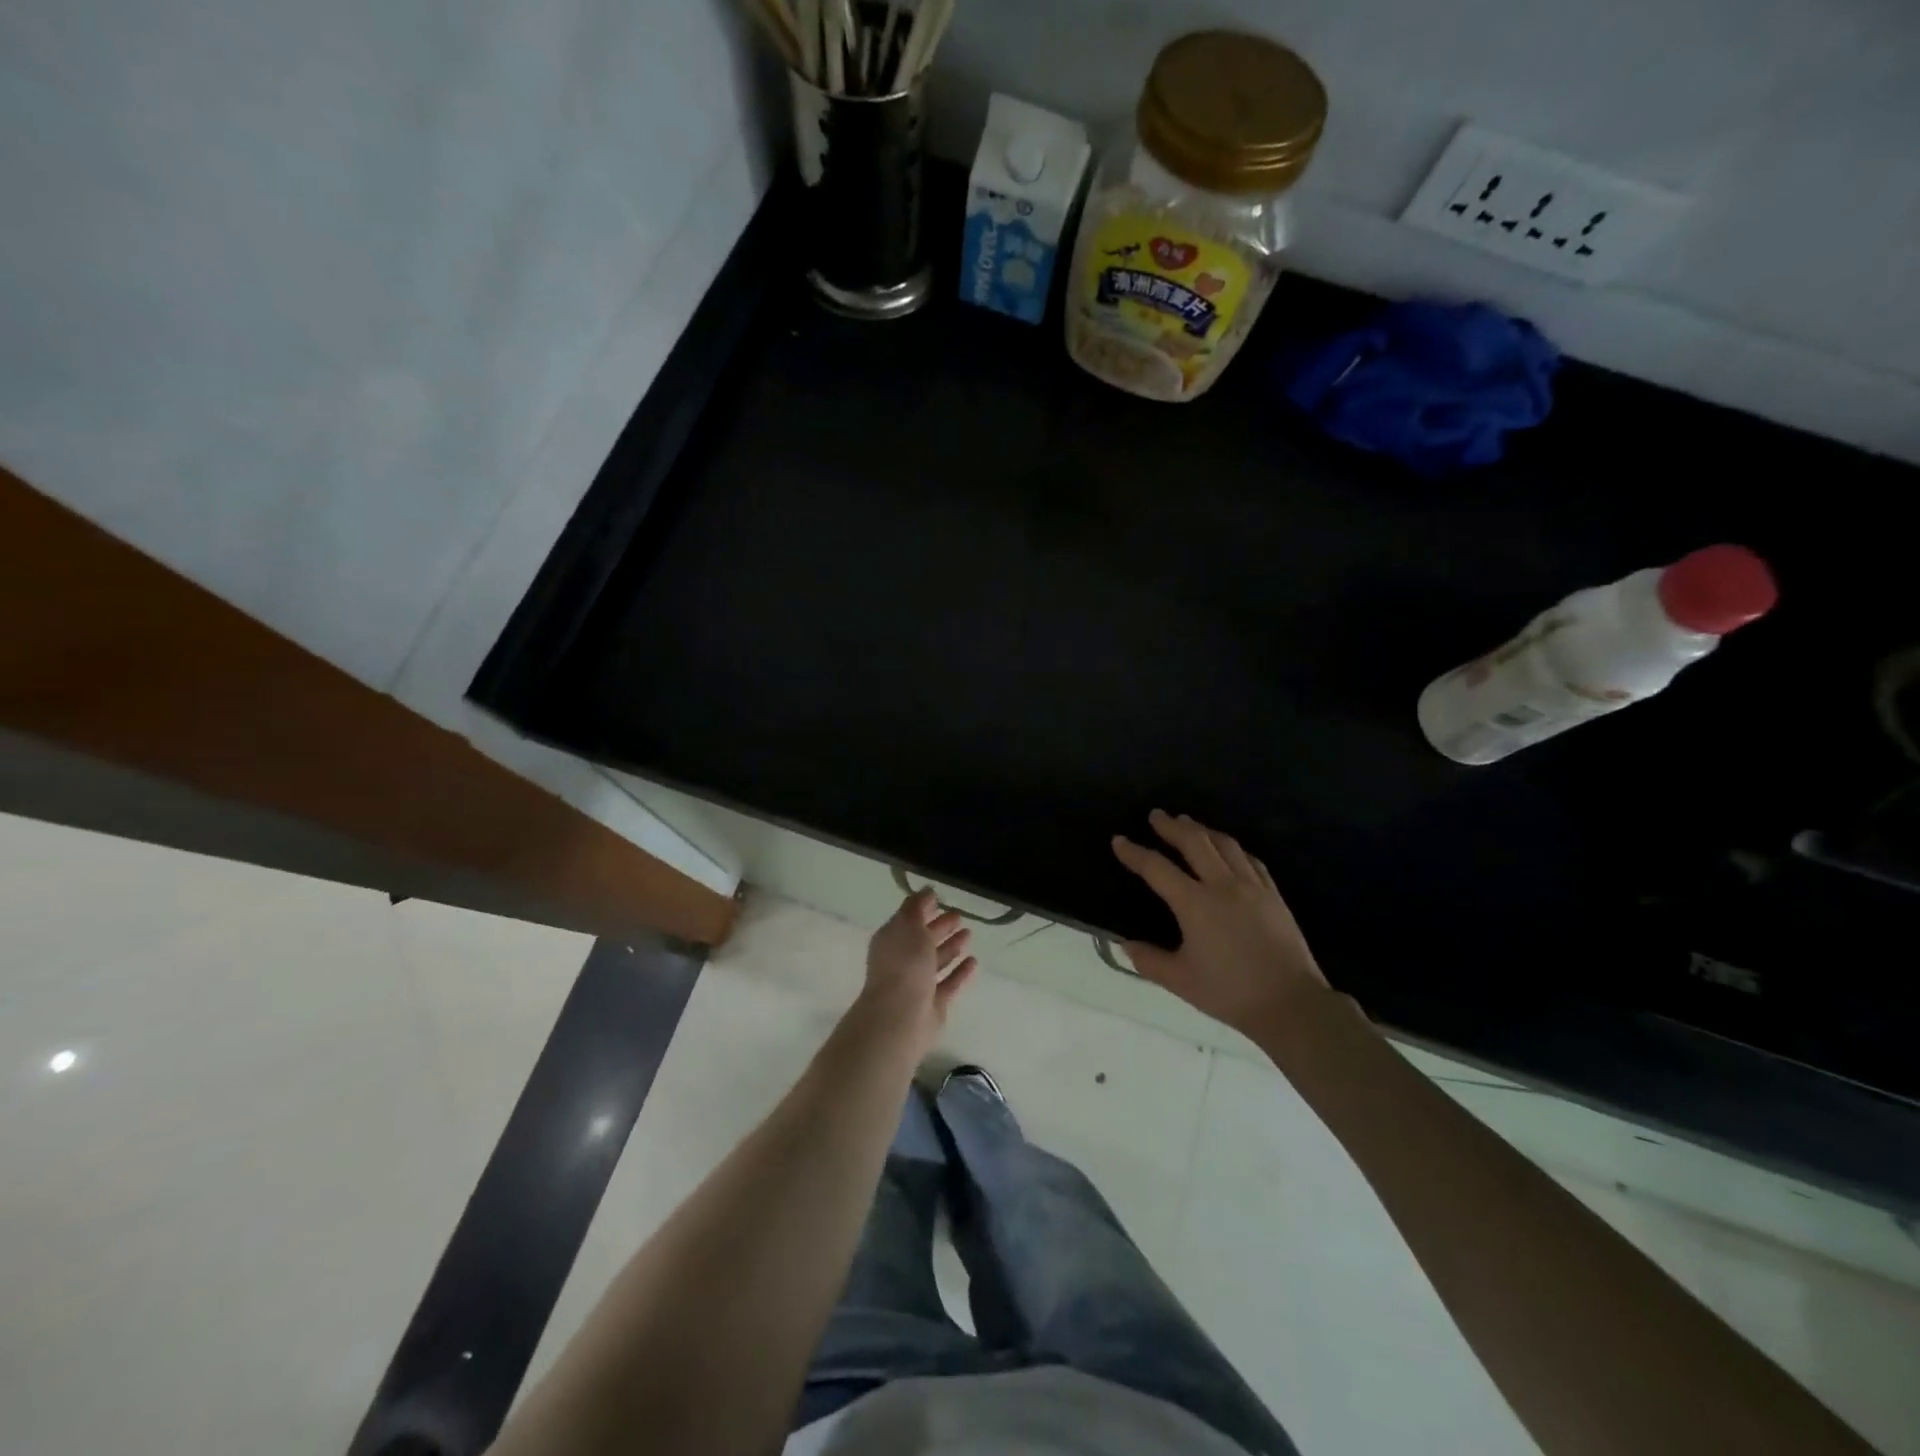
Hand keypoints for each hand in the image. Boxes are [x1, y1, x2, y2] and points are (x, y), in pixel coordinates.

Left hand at [854, 890, 978, 1055]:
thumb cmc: (904, 965)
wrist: (901, 1016)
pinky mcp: (933, 1004)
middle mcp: (902, 961)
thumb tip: (926, 891)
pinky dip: (960, 972)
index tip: (941, 899)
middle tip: (960, 916)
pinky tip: (974, 961)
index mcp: (891, 940)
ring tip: (969, 935)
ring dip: (951, 947)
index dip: (923, 909)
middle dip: (940, 927)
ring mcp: (917, 984)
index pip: (908, 920)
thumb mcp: (909, 926)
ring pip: (936, 961)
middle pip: (923, 940)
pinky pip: (949, 983)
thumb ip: (917, 906)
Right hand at [1112, 810, 1327, 1035]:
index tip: (1119, 840)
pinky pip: (1251, 860)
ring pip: (1225, 844)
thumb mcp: (1181, 981)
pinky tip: (1229, 849)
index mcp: (1195, 904)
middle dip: (1171, 826)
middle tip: (1156, 815)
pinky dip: (1233, 848)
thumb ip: (1149, 961)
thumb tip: (1125, 945)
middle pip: (1194, 842)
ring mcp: (1252, 887)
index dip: (1134, 853)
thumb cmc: (1231, 993)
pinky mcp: (1274, 895)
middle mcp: (1223, 886)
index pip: (1157, 868)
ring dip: (1203, 830)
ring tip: (1189, 823)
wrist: (1291, 1004)